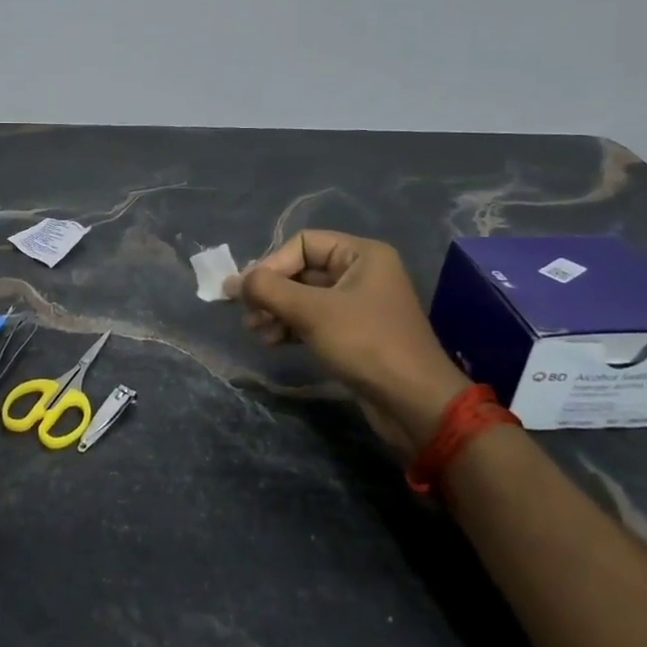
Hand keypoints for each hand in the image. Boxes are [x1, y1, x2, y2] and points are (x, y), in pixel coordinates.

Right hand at [231, 230, 468, 459]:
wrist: (413, 403)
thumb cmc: (365, 343)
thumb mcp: (312, 312)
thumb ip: (269, 290)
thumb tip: (233, 281)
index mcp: (361, 255)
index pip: (303, 243)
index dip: (272, 264)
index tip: (248, 291)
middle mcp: (361, 273)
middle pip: (301, 270)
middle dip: (271, 291)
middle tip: (246, 313)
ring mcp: (358, 305)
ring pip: (303, 297)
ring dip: (275, 311)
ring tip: (255, 331)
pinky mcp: (353, 334)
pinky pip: (313, 319)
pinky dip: (290, 326)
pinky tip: (271, 341)